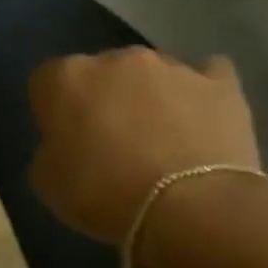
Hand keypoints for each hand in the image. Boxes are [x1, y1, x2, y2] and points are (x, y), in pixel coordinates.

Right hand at [28, 48, 260, 246]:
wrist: (192, 208)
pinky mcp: (221, 84)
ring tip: (161, 137)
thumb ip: (51, 147)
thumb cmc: (102, 193)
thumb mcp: (47, 179)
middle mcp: (114, 59)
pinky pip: (208, 76)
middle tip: (111, 139)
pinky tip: (202, 117)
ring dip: (149, 95)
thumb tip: (69, 143)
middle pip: (101, 71)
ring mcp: (171, 67)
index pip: (46, 80)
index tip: (63, 138)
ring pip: (151, 73)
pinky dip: (201, 92)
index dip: (53, 110)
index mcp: (65, 77)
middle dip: (103, 96)